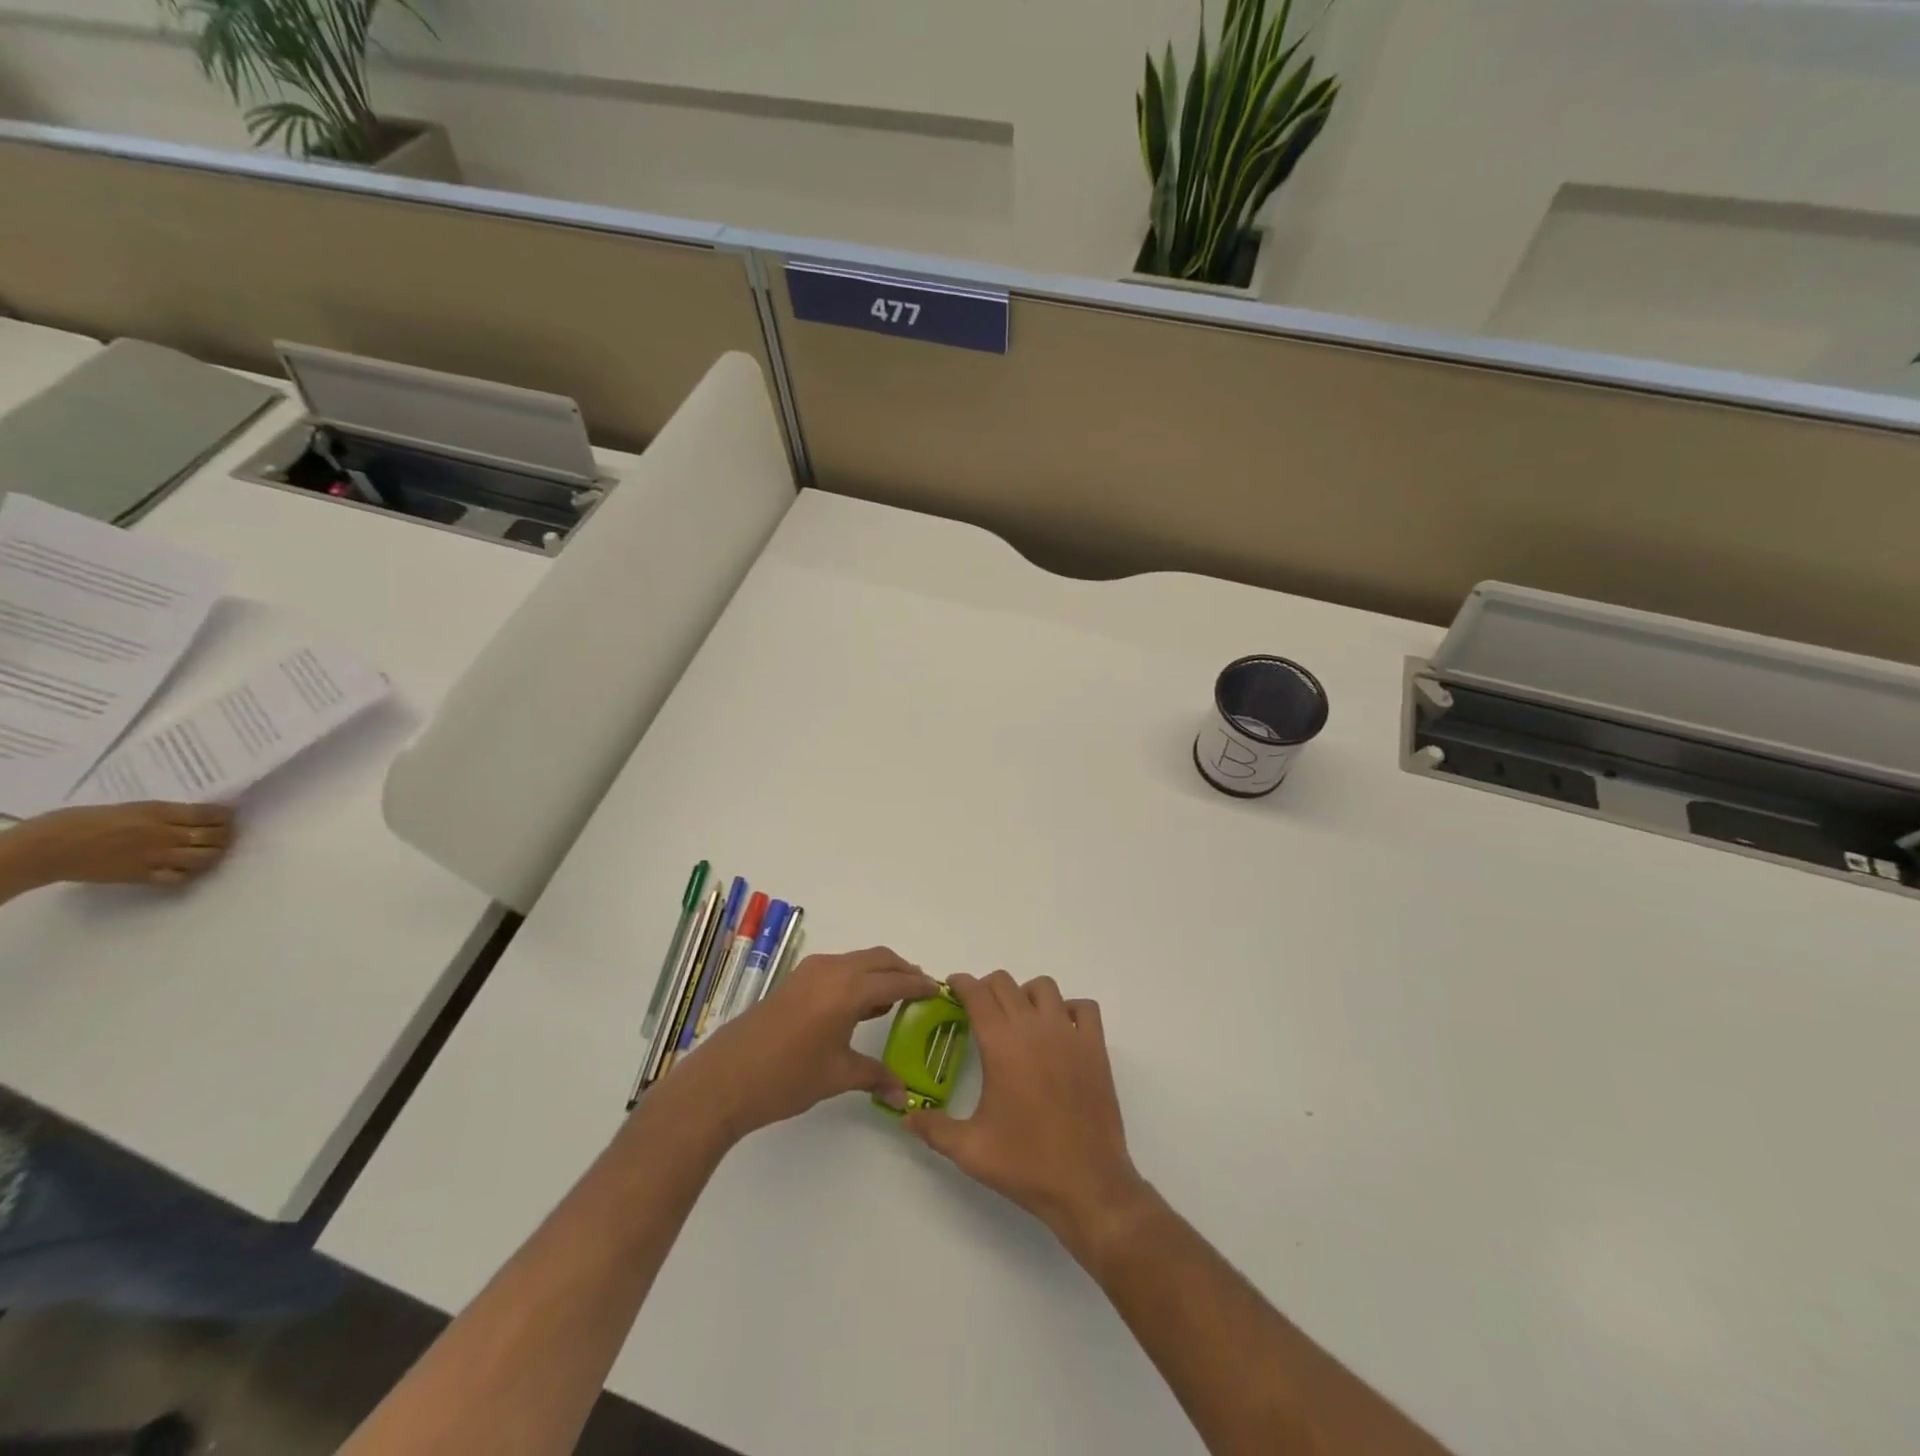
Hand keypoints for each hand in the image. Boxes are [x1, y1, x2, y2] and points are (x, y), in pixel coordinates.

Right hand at [1, 802, 235, 892]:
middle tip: (225, 835)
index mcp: (160, 813)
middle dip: (226, 835)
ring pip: (205, 857)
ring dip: (214, 854)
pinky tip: (189, 869)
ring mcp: (155, 856)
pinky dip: (190, 873)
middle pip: (214, 836)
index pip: (210, 814)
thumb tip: (194, 816)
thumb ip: (165, 813)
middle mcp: (164, 834)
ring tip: (212, 851)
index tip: (229, 817)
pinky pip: (179, 877)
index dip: (225, 816)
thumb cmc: (83, 820)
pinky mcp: (142, 876)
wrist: (47, 847)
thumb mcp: (133, 807)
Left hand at [667, 947, 936, 1141]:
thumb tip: (904, 1095)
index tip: (941, 991)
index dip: (920, 986)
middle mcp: (832, 970)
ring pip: (857, 961)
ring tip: (894, 998)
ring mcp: (810, 972)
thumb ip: (875, 1077)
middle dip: (903, 971)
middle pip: (879, 959)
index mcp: (847, 990)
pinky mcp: (795, 980)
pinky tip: (859, 1005)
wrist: (724, 1080)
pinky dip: (857, 976)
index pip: (896, 982)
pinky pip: (839, 967)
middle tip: (922, 991)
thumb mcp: (836, 1076)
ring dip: (879, 972)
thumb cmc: (786, 1078)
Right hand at [906, 971, 1148, 1251]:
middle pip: (1006, 983)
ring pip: (1044, 987)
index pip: (977, 993)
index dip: (961, 984)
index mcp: (1001, 1044)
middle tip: (978, 1010)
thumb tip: (906, 1116)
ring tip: (1018, 1019)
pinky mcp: (1095, 1047)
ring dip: (1026, 994)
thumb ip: (933, 1128)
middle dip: (987, 988)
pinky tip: (1059, 1031)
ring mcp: (1069, 1034)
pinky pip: (1084, 1007)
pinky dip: (1070, 1009)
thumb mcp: (969, 1150)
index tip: (952, 988)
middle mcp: (1034, 1027)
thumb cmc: (1025, 1164)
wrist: (1087, 1184)